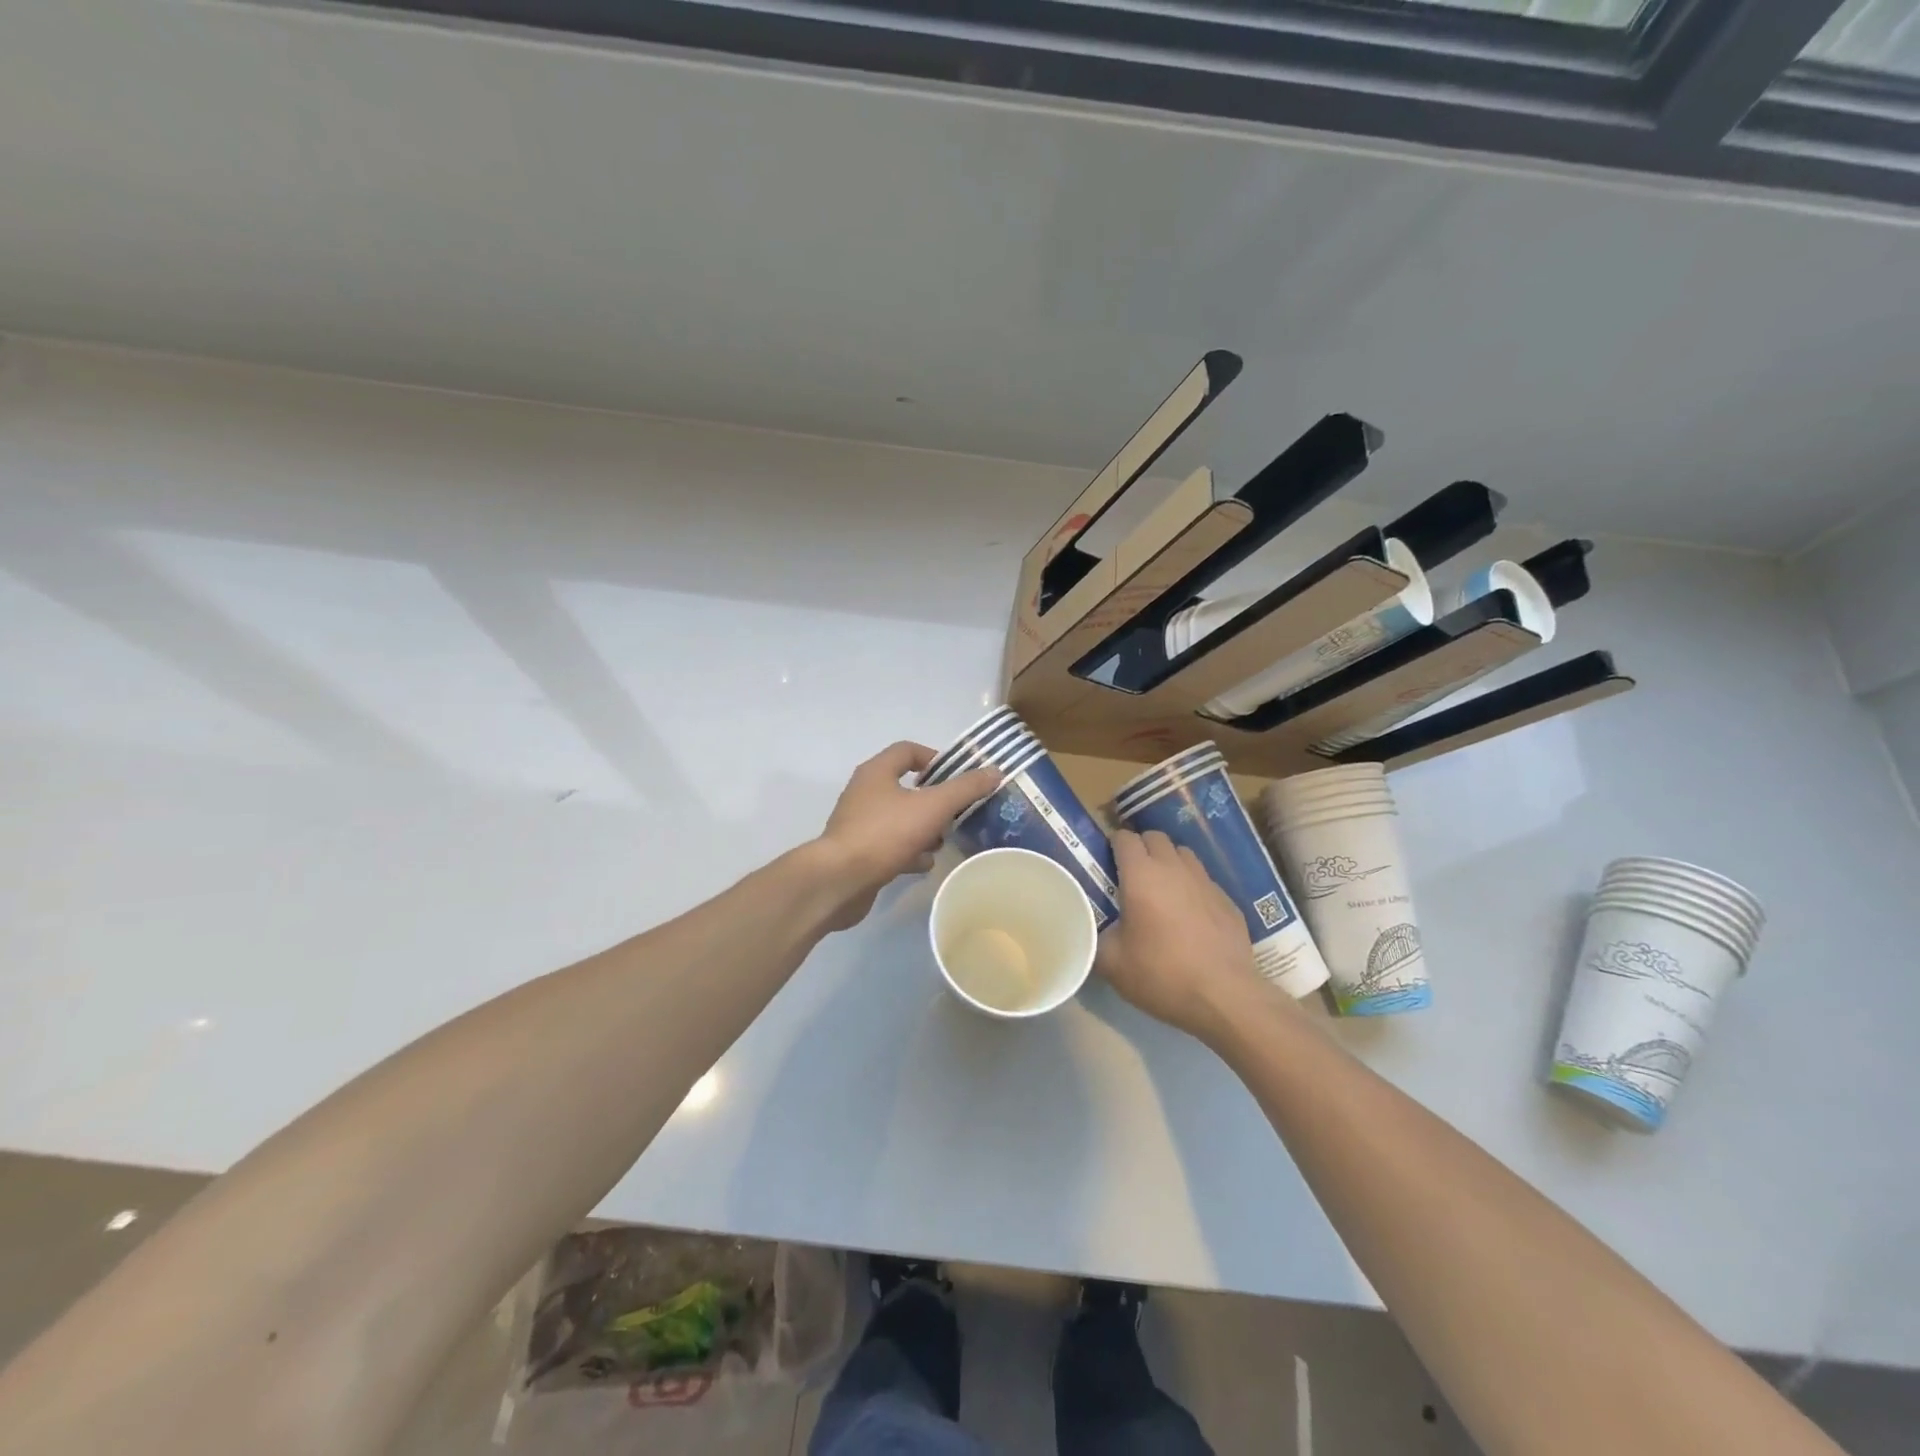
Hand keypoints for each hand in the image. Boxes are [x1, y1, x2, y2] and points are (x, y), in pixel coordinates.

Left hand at [813, 741, 1001, 930]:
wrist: (839, 881)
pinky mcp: (858, 852)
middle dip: (934, 800)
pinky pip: (890, 845)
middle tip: (957, 813)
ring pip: (900, 818)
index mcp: (877, 772)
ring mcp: (859, 824)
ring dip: (924, 828)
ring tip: (944, 841)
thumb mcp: (932, 807)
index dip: (936, 759)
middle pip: (906, 787)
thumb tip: (993, 771)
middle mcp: (865, 793)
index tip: (959, 777)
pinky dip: (909, 851)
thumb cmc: (885, 834)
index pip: (908, 750)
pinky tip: (924, 864)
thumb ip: (964, 789)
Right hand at [1095, 829, 1273, 1041]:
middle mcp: (1174, 868)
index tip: (1106, 864)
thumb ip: (1094, 938)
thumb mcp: (1111, 963)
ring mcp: (1205, 882)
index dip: (1113, 846)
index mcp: (1141, 875)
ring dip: (1168, 862)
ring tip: (1161, 890)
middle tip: (1131, 876)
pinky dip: (1191, 887)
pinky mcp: (1228, 900)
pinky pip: (1203, 880)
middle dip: (1141, 848)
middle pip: (1155, 837)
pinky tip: (1189, 915)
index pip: (1124, 838)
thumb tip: (1087, 930)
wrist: (1225, 997)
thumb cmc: (1161, 974)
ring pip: (1183, 854)